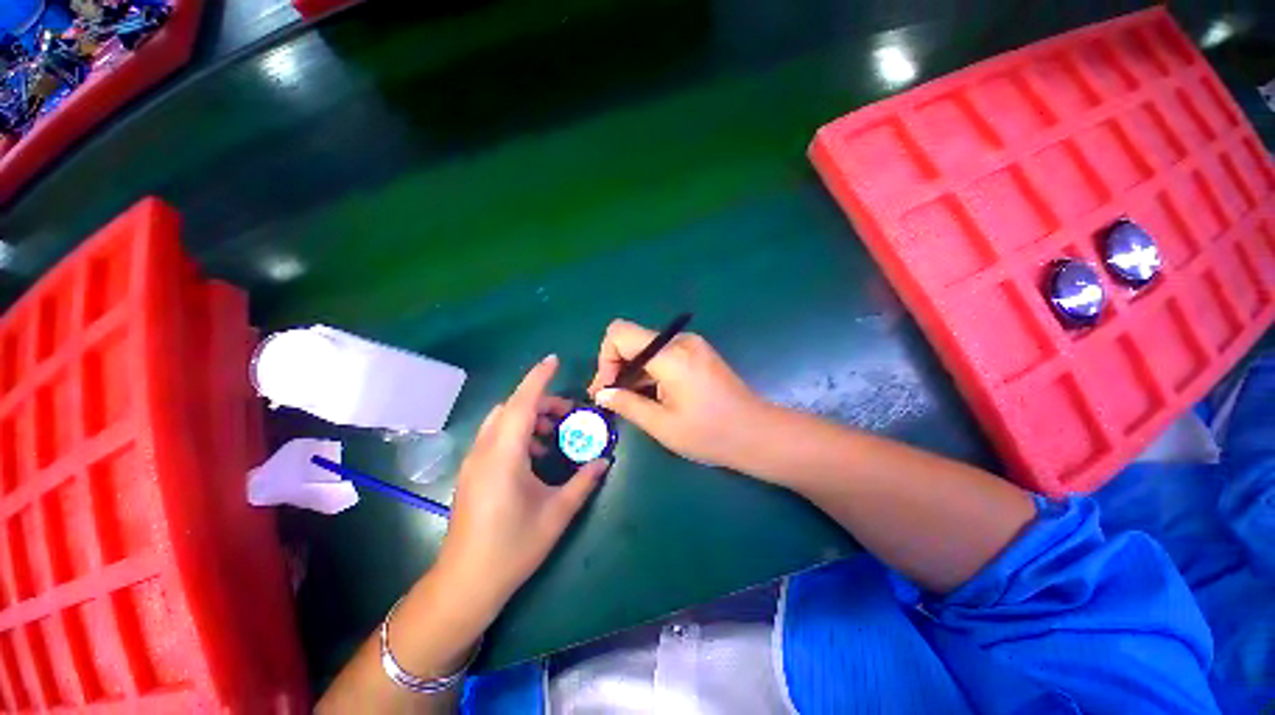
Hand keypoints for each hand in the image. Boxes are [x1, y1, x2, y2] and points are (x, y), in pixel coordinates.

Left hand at [437, 355, 609, 612]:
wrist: (465, 584)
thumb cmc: (513, 547)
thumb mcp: (557, 514)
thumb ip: (583, 482)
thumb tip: (604, 461)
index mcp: (505, 456)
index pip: (522, 403)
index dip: (538, 378)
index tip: (554, 360)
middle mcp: (485, 451)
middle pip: (512, 408)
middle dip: (541, 401)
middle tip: (568, 414)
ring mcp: (474, 461)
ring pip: (502, 421)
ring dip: (529, 417)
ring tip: (554, 434)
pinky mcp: (472, 472)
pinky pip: (496, 437)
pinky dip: (518, 432)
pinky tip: (535, 455)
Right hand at [588, 320, 769, 471]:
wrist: (758, 433)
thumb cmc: (711, 433)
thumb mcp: (662, 424)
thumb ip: (627, 404)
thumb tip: (602, 394)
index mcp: (670, 355)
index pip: (620, 334)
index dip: (605, 358)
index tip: (607, 389)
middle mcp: (680, 341)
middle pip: (632, 339)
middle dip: (616, 366)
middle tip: (611, 398)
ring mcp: (692, 345)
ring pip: (647, 348)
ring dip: (633, 371)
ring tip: (627, 401)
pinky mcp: (699, 353)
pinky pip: (664, 354)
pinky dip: (650, 371)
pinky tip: (650, 395)